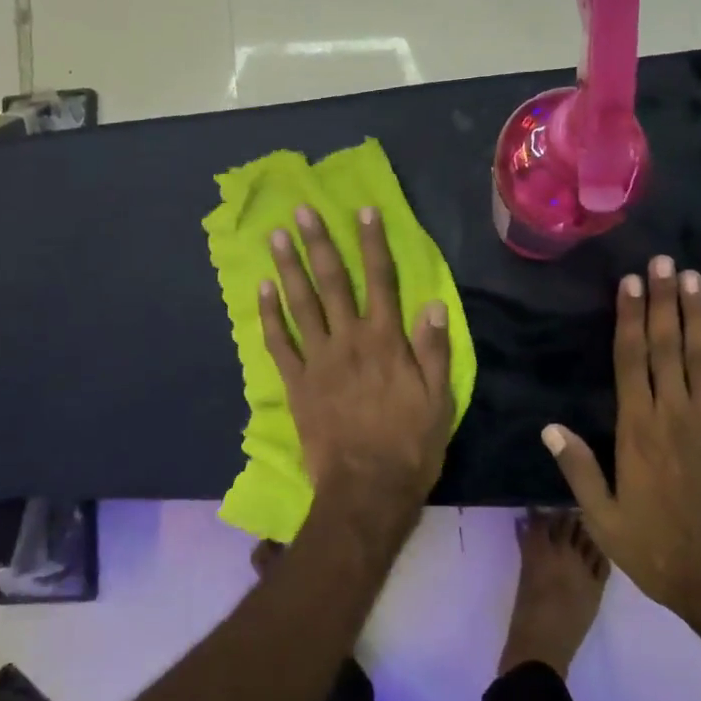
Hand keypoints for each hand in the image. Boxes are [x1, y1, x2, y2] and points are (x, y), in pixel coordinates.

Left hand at [260, 205, 453, 520]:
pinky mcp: (296, 383)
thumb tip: (433, 303)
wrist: (366, 489)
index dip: (373, 243)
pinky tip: (261, 290)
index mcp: (386, 341)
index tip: (364, 211)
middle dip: (319, 243)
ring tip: (276, 237)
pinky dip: (269, 316)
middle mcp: (349, 340)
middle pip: (333, 283)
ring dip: (289, 268)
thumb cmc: (410, 444)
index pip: (381, 281)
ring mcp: (318, 360)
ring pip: (301, 304)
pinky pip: (279, 343)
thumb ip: (434, 349)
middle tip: (303, 211)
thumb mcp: (439, 398)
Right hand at [541, 256, 700, 644]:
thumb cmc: (661, 552)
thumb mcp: (604, 520)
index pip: (631, 360)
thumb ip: (578, 470)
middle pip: (667, 346)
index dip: (630, 318)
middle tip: (663, 261)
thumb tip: (549, 428)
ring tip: (692, 276)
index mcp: (638, 430)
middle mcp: (676, 414)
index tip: (631, 283)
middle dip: (664, 300)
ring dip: (697, 312)